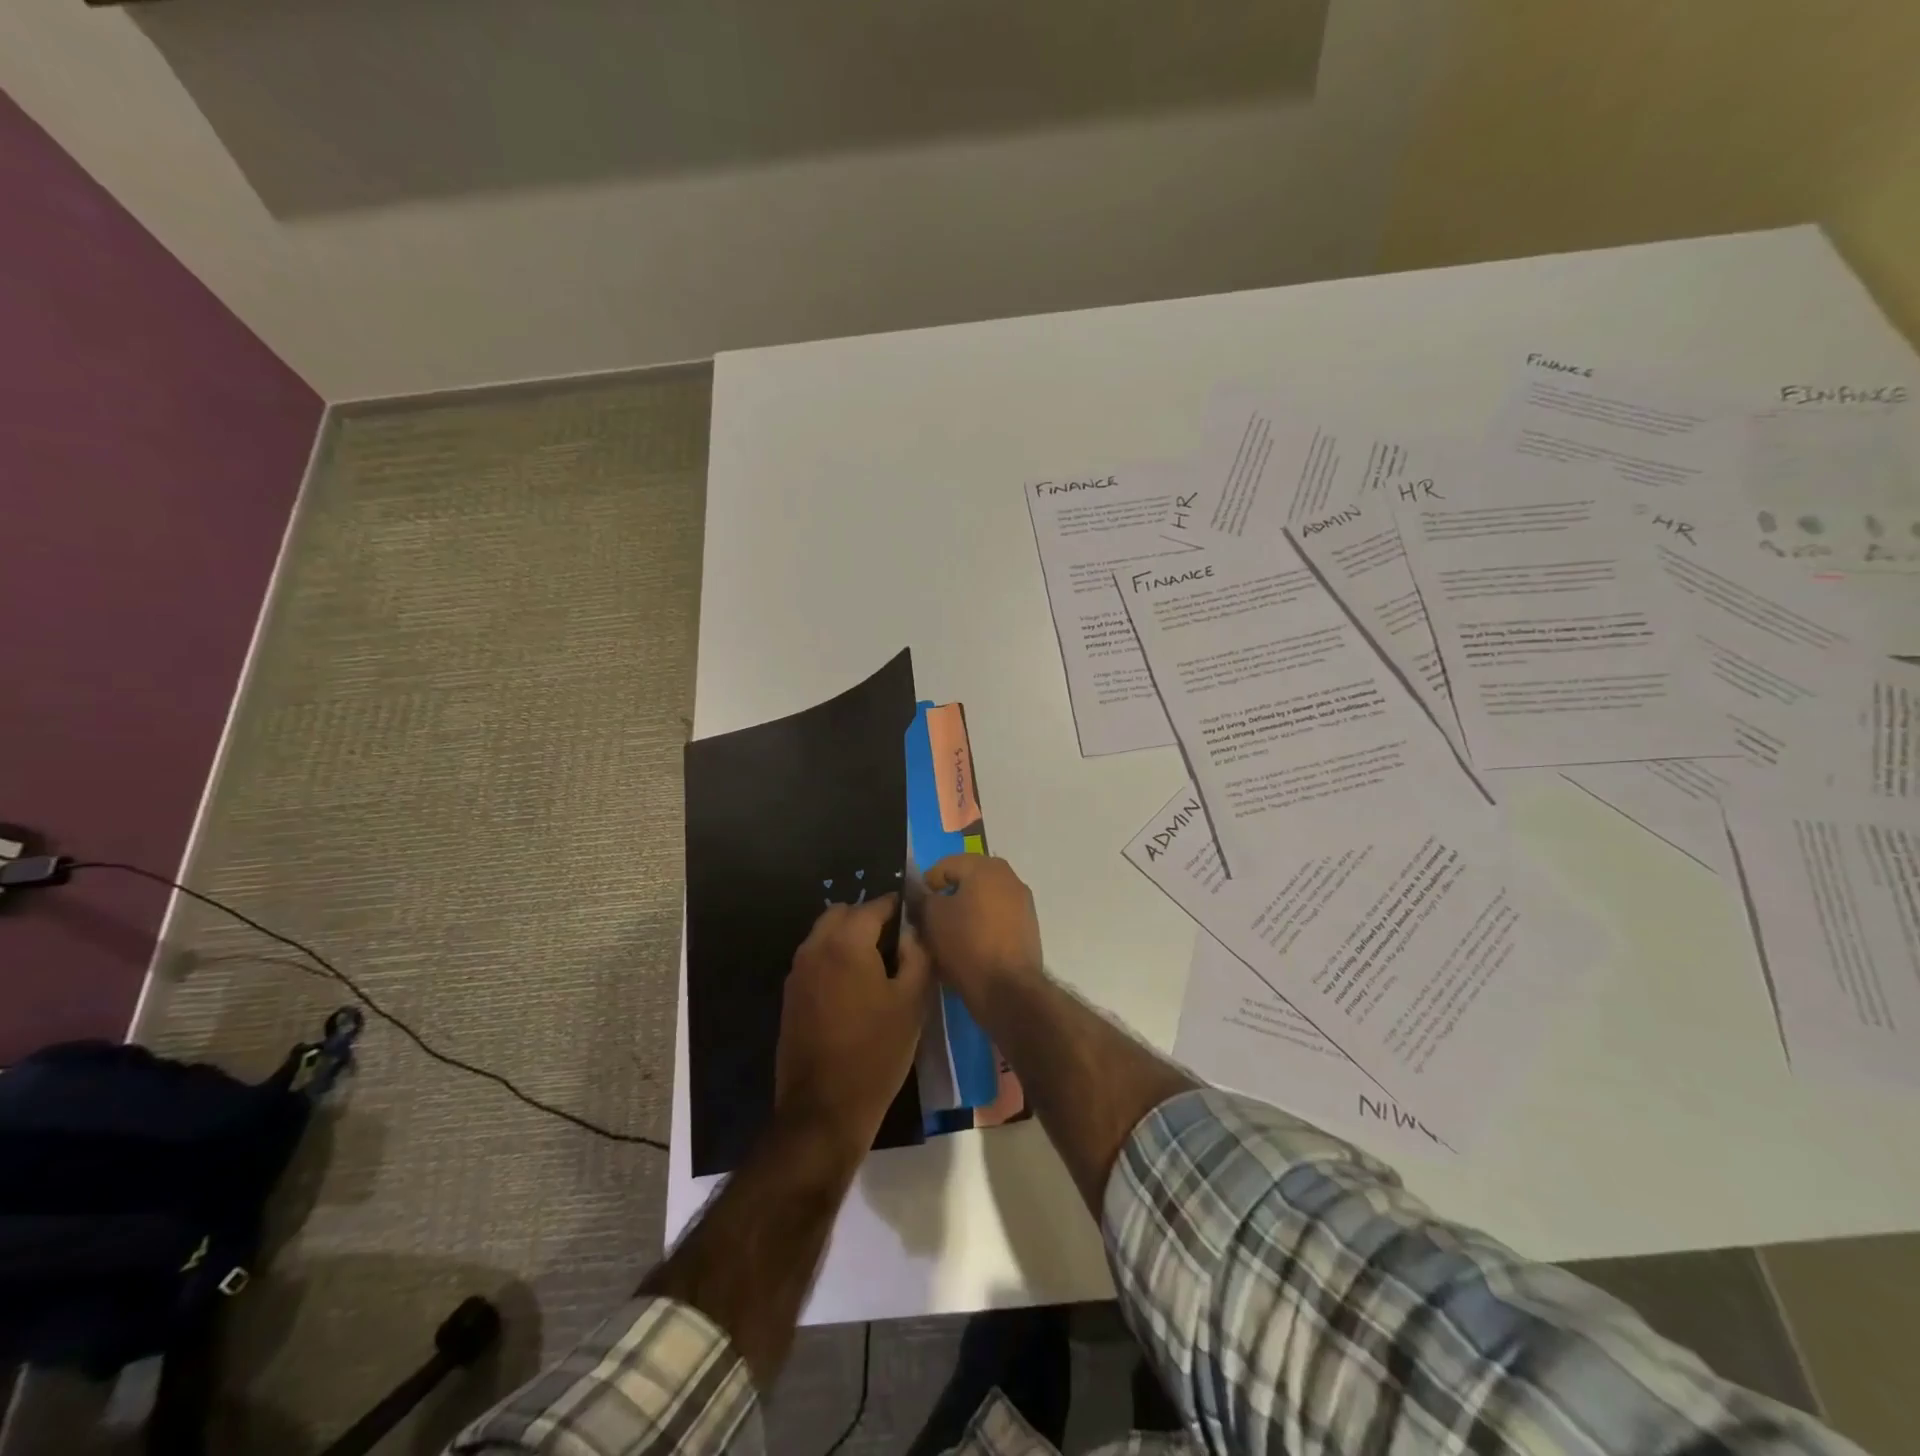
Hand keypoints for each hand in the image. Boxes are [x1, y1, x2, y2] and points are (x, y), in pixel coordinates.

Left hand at [776, 894, 931, 1153]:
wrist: (824, 1109)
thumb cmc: (876, 1052)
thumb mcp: (912, 1001)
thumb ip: (917, 955)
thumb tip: (912, 931)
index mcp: (846, 942)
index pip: (875, 905)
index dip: (899, 907)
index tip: (917, 919)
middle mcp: (815, 948)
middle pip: (843, 913)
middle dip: (869, 918)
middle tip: (897, 944)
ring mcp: (797, 972)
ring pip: (825, 935)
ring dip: (849, 938)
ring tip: (879, 967)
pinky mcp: (791, 996)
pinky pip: (815, 960)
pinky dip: (835, 959)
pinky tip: (856, 990)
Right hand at [916, 855, 1044, 1005]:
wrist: (1007, 988)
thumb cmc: (966, 943)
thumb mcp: (932, 917)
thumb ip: (922, 898)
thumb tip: (920, 893)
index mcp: (986, 867)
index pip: (945, 866)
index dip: (926, 885)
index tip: (915, 908)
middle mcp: (1009, 878)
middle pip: (967, 882)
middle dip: (946, 899)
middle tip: (929, 921)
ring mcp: (1022, 903)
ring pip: (982, 902)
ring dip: (964, 914)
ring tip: (947, 937)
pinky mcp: (1028, 928)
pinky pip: (996, 920)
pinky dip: (981, 928)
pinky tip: (968, 948)